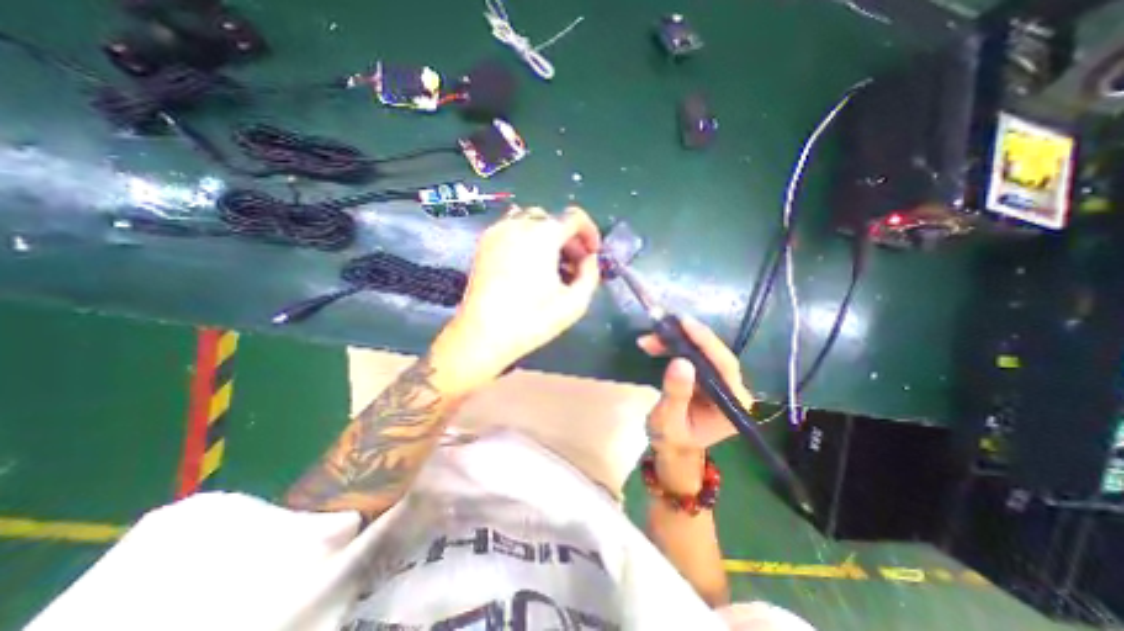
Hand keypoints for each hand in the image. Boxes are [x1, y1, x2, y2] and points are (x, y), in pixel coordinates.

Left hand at [434, 204, 600, 385]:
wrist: (483, 335)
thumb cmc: (533, 320)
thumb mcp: (575, 302)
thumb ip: (591, 274)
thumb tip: (589, 259)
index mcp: (544, 234)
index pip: (575, 217)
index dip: (590, 232)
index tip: (593, 254)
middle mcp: (519, 224)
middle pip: (553, 220)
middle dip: (570, 239)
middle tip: (575, 265)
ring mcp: (498, 231)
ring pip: (532, 221)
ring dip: (549, 237)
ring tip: (552, 264)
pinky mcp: (484, 243)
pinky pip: (512, 228)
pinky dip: (528, 238)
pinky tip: (530, 263)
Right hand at [640, 319, 754, 495]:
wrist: (672, 449)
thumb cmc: (672, 440)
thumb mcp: (668, 420)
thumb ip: (676, 394)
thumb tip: (681, 362)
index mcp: (733, 404)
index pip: (724, 366)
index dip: (706, 342)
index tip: (685, 324)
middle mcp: (732, 389)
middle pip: (713, 354)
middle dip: (685, 339)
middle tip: (659, 327)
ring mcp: (720, 382)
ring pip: (701, 352)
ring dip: (675, 342)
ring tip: (648, 340)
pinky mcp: (707, 377)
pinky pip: (693, 356)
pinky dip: (673, 348)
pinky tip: (655, 344)